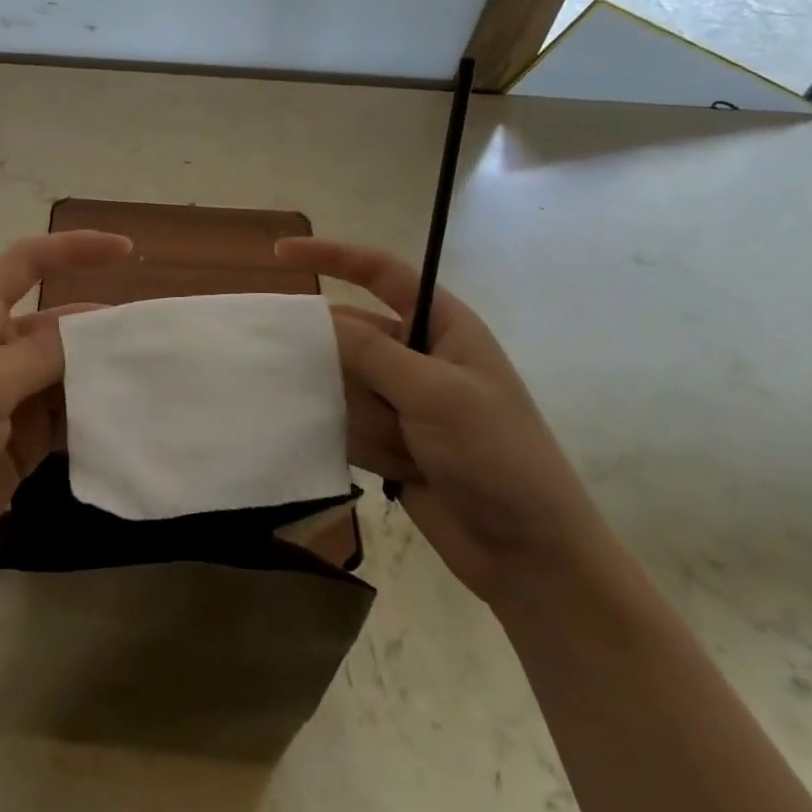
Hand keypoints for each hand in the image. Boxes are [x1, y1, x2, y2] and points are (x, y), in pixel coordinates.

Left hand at [0, 231, 130, 600]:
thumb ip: (38, 354)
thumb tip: (88, 331)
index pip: (25, 263)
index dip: (73, 248)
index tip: (126, 251)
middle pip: (57, 322)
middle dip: (102, 325)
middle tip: (155, 339)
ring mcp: (8, 399)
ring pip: (68, 371)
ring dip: (103, 373)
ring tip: (153, 378)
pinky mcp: (20, 442)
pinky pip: (66, 415)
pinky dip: (94, 414)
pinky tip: (128, 419)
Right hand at [276, 238, 615, 604]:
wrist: (530, 557)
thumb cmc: (496, 456)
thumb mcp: (436, 394)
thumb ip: (372, 351)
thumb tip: (319, 316)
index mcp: (442, 326)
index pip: (380, 274)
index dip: (333, 257)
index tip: (281, 254)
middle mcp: (417, 356)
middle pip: (352, 335)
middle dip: (345, 363)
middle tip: (358, 392)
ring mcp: (402, 400)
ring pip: (344, 383)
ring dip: (366, 417)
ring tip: (406, 449)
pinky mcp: (388, 440)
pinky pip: (345, 423)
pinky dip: (358, 441)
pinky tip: (394, 466)